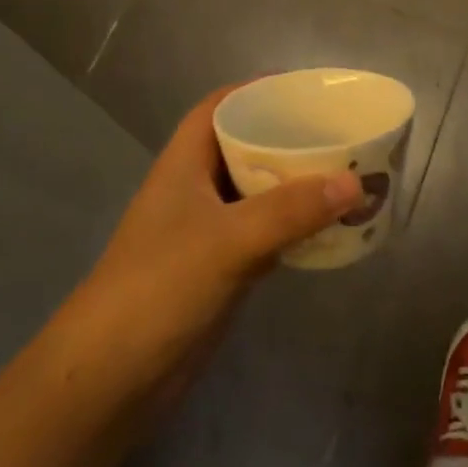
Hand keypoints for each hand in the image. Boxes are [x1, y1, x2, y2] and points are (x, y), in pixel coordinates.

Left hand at [60, 86, 362, 431]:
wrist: (112, 376)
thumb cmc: (159, 287)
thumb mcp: (227, 240)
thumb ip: (291, 210)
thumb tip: (355, 182)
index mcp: (185, 163)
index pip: (220, 107)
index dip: (258, 90)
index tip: (307, 89)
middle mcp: (196, 189)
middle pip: (245, 147)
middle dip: (289, 137)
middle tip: (341, 133)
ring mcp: (207, 231)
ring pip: (259, 193)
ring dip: (297, 185)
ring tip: (347, 172)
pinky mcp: (220, 269)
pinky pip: (265, 234)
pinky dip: (295, 227)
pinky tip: (329, 227)